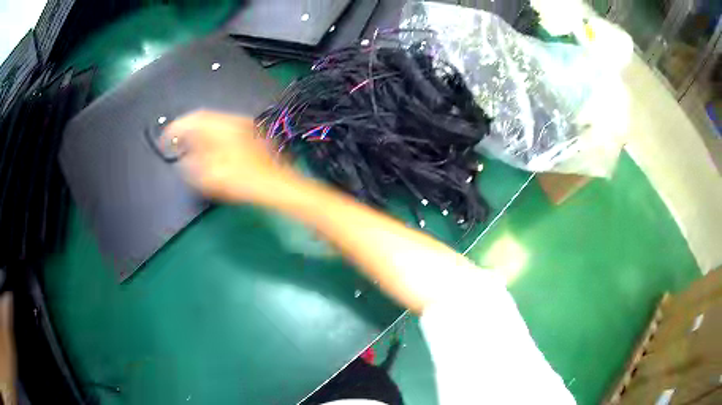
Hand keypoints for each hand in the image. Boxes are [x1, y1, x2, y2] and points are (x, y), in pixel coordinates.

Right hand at [163, 110, 294, 202]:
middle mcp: (234, 120)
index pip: (193, 119)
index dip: (176, 128)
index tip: (166, 138)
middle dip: (187, 129)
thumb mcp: (211, 177)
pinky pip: (225, 128)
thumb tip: (183, 159)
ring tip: (190, 146)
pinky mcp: (251, 133)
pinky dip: (212, 136)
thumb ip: (192, 166)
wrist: (277, 184)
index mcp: (222, 127)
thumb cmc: (244, 181)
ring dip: (200, 132)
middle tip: (177, 142)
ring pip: (215, 122)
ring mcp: (245, 125)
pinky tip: (210, 148)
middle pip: (204, 118)